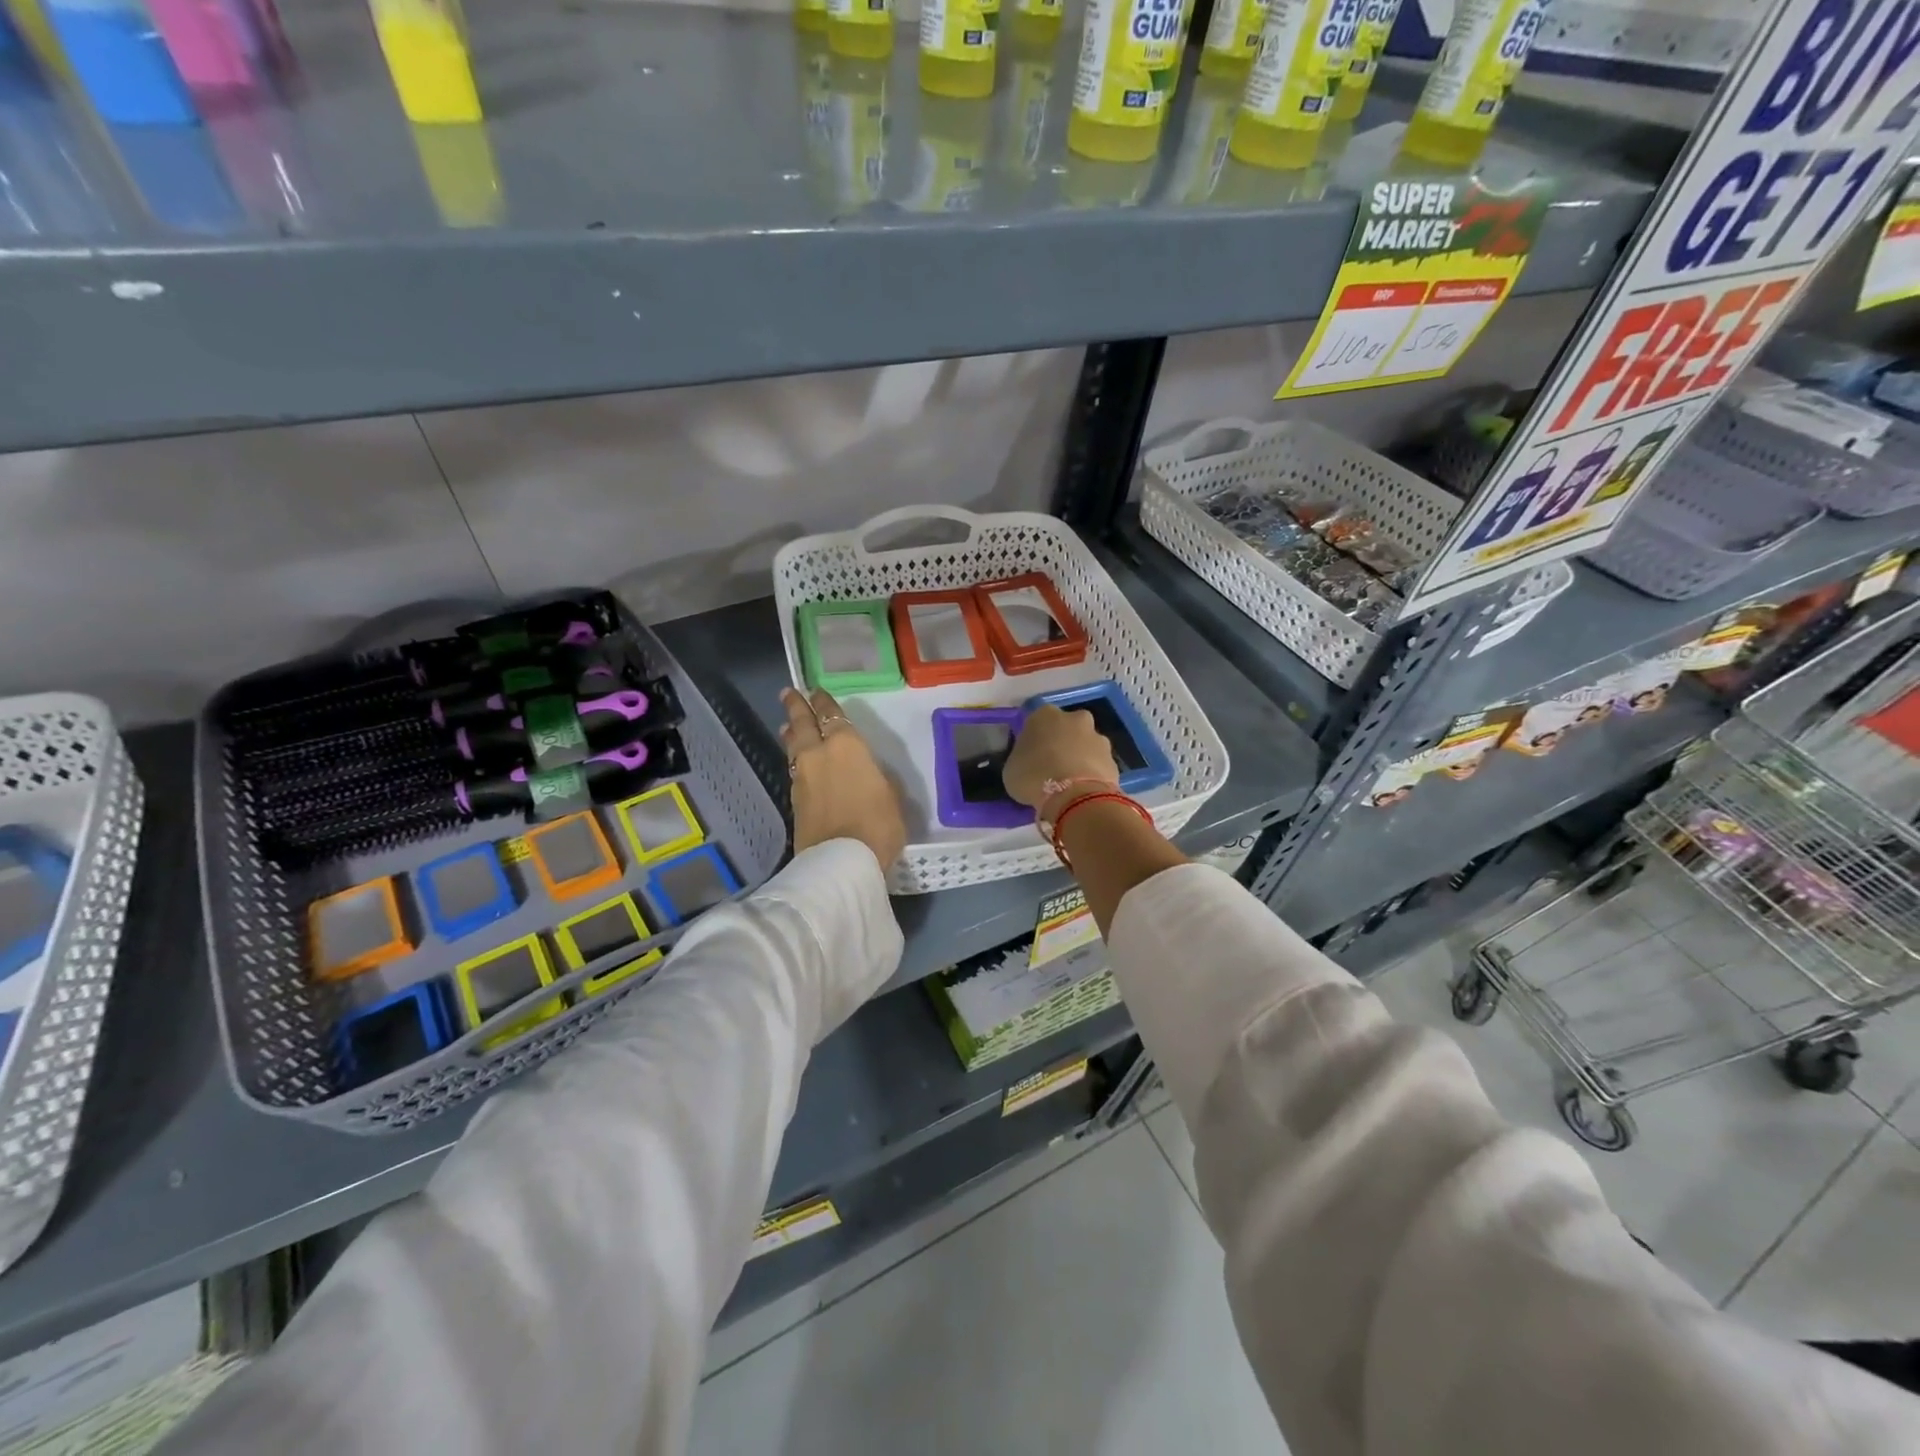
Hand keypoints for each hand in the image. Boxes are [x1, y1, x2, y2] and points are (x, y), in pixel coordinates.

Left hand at [779, 688, 906, 870]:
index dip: (824, 702)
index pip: (832, 715)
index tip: (816, 691)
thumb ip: (875, 776)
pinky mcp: (794, 800)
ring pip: (794, 747)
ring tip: (787, 726)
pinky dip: (794, 760)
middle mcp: (818, 754)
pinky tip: (797, 762)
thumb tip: (864, 772)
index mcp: (846, 745)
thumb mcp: (891, 795)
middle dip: (796, 707)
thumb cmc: (877, 824)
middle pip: (803, 724)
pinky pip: (793, 769)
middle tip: (789, 693)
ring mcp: (802, 777)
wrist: (840, 861)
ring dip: (791, 734)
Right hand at [1002, 703, 1118, 814]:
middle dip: (1062, 743)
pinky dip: (1092, 774)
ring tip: (1070, 782)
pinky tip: (1083, 791)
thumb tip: (1028, 762)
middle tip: (1051, 766)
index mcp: (1044, 715)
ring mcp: (1097, 737)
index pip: (1036, 722)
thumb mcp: (1012, 768)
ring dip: (1079, 757)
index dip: (1034, 740)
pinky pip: (1098, 764)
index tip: (1031, 756)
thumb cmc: (1033, 777)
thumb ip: (1022, 758)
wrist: (1073, 795)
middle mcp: (1074, 718)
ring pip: (1085, 745)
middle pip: (1066, 728)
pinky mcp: (1113, 758)